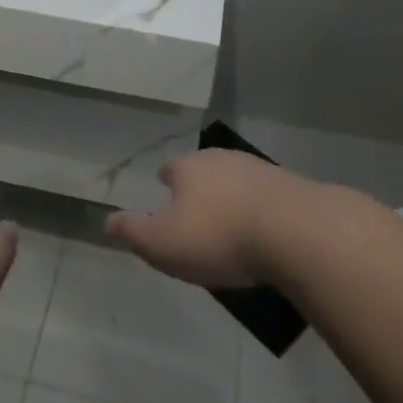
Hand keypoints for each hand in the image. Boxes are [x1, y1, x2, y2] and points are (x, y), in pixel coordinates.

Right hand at [105, 149, 297, 288]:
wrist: (294, 231)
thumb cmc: (218, 237)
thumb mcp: (163, 243)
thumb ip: (133, 232)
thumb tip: (107, 221)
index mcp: (188, 168)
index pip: (170, 169)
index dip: (166, 181)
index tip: (165, 192)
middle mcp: (221, 159)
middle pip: (204, 170)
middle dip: (200, 187)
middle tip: (197, 212)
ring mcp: (259, 169)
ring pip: (236, 180)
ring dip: (232, 197)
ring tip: (231, 223)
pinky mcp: (291, 186)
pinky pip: (267, 196)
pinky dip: (261, 209)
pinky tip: (265, 230)